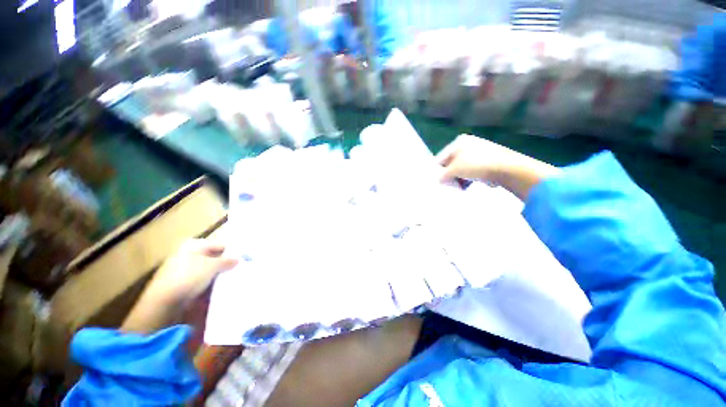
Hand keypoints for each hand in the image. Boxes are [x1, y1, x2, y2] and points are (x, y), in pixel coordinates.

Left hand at [121, 239, 237, 333]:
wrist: (163, 303)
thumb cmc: (188, 277)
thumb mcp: (212, 266)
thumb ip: (228, 260)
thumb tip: (239, 259)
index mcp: (194, 245)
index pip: (220, 245)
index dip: (232, 251)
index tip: (245, 259)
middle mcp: (187, 254)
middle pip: (214, 257)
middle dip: (226, 263)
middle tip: (241, 269)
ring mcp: (183, 269)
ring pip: (208, 269)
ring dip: (219, 273)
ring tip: (233, 279)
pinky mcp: (181, 283)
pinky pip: (201, 279)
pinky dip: (210, 282)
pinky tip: (219, 287)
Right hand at [437, 135, 560, 199]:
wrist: (506, 168)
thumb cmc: (475, 165)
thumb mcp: (454, 170)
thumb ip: (442, 175)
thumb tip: (438, 180)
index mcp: (459, 142)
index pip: (441, 157)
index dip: (437, 170)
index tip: (435, 181)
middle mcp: (468, 145)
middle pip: (451, 163)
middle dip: (448, 175)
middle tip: (446, 185)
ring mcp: (479, 153)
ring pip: (461, 168)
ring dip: (458, 178)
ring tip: (457, 187)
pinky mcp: (487, 162)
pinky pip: (471, 171)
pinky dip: (467, 179)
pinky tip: (467, 186)